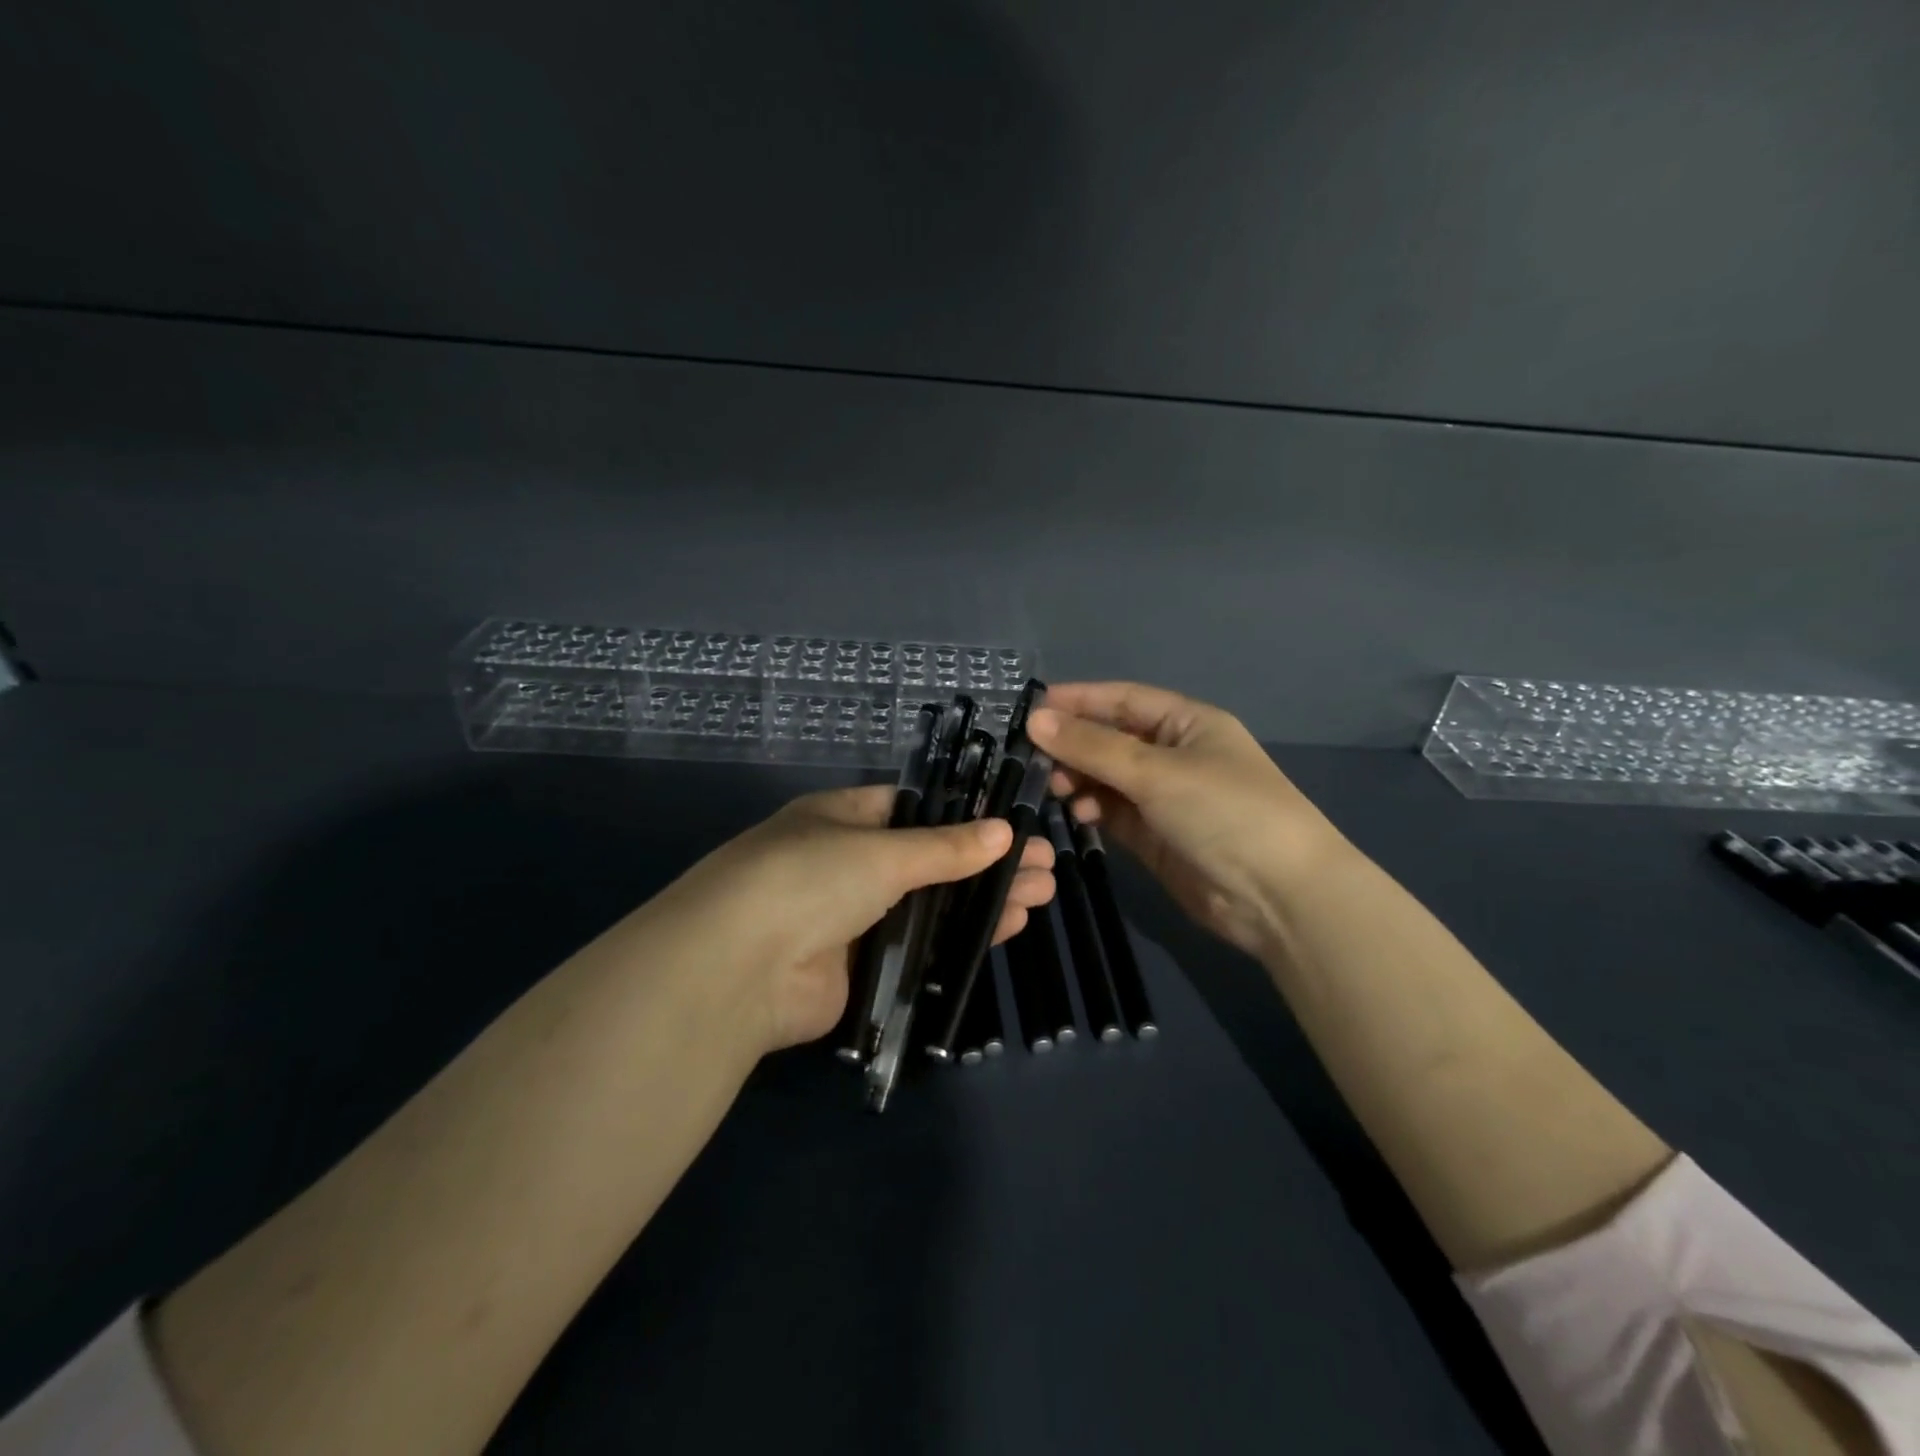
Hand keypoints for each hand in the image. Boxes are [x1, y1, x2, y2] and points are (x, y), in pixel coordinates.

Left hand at [661, 784, 1055, 1052]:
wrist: (738, 971)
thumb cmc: (807, 879)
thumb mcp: (880, 852)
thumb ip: (945, 847)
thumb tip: (1003, 831)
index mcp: (842, 819)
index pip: (913, 808)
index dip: (963, 813)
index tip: (1012, 820)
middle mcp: (848, 863)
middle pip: (931, 858)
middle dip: (987, 860)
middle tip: (1045, 863)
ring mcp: (855, 917)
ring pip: (933, 904)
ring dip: (984, 899)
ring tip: (1042, 893)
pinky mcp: (863, 967)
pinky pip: (923, 946)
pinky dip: (963, 938)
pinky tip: (1009, 928)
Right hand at [1027, 682, 1342, 958]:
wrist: (1278, 897)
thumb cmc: (1224, 812)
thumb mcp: (1156, 771)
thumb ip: (1092, 747)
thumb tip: (1035, 719)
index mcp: (1187, 723)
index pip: (1123, 699)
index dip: (1078, 700)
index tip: (1030, 708)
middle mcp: (1175, 755)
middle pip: (1112, 739)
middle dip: (1074, 745)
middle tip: (1032, 758)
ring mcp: (1166, 798)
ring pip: (1108, 778)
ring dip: (1079, 778)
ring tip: (1053, 788)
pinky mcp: (1156, 837)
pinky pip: (1114, 812)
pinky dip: (1093, 809)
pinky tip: (1078, 813)